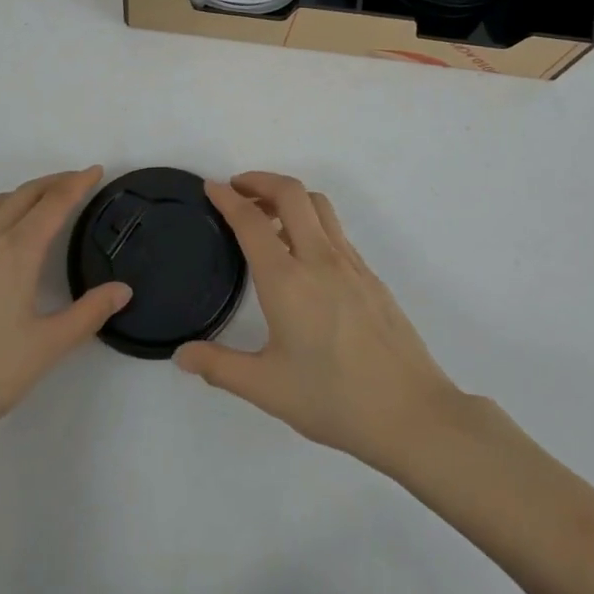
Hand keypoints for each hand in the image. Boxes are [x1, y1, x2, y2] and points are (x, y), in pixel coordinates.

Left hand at [0, 167, 129, 456]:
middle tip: (78, 181)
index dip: (77, 184)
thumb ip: (89, 314)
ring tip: (41, 202)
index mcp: (16, 251)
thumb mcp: (47, 348)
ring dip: (23, 193)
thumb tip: (123, 289)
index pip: (54, 204)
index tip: (96, 170)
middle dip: (54, 182)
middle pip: (25, 194)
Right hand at [175, 173, 469, 474]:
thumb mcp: (268, 389)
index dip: (227, 198)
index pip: (250, 221)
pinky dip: (310, 219)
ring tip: (267, 215)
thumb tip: (182, 355)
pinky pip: (334, 229)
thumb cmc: (334, 400)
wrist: (412, 413)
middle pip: (290, 192)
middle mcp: (318, 258)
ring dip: (288, 196)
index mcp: (287, 280)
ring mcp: (349, 263)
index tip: (211, 187)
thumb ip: (220, 367)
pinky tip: (303, 252)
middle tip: (238, 188)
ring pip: (317, 204)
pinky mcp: (369, 274)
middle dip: (260, 180)